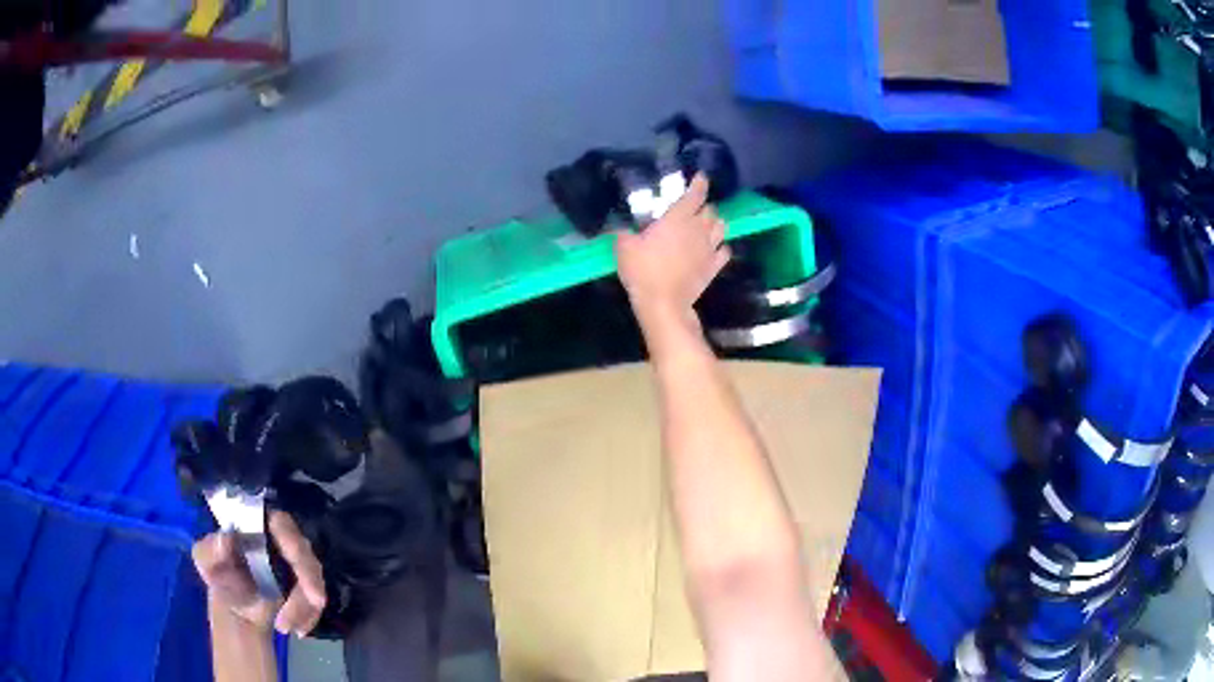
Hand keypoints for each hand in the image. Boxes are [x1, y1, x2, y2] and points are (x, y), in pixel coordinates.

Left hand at [192, 511, 325, 636]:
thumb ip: (210, 549)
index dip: (291, 536)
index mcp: (256, 526)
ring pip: (313, 579)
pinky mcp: (306, 587)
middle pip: (304, 552)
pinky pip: (316, 600)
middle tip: (313, 601)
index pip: (280, 522)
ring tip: (284, 626)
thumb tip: (224, 539)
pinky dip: (309, 616)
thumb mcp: (205, 560)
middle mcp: (280, 540)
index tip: (295, 555)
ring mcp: (296, 564)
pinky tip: (297, 629)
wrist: (236, 608)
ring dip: (304, 606)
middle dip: (309, 579)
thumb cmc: (219, 576)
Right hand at [615, 174, 730, 326]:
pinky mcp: (714, 267)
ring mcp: (709, 248)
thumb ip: (623, 233)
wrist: (664, 303)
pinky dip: (720, 247)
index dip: (699, 183)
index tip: (700, 177)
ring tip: (706, 225)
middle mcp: (698, 229)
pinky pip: (724, 251)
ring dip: (715, 223)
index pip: (695, 194)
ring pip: (721, 227)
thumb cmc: (643, 271)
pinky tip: (713, 249)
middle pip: (710, 210)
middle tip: (693, 209)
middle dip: (704, 206)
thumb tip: (619, 228)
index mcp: (677, 218)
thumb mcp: (624, 248)